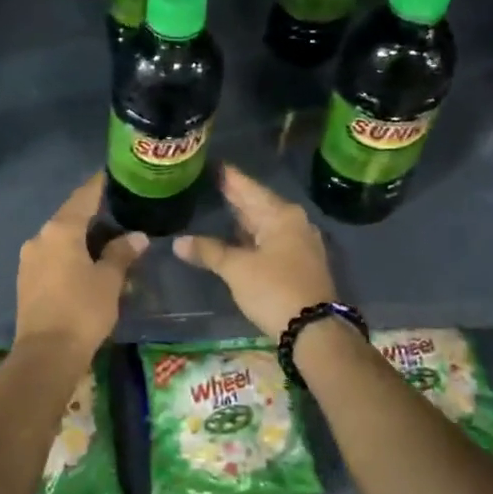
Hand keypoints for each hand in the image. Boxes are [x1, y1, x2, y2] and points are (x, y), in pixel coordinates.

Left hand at [14, 172, 148, 354]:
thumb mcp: (109, 280)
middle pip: (69, 217)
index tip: (113, 174)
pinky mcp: (26, 280)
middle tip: (118, 212)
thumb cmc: (82, 310)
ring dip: (81, 238)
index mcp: (60, 230)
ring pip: (60, 239)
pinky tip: (86, 264)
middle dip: (93, 214)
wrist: (45, 354)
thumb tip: (136, 236)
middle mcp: (40, 238)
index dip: (98, 185)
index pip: (83, 197)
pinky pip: (52, 257)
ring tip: (107, 240)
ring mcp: (29, 259)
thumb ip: (121, 254)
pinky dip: (70, 255)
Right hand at [175, 164, 336, 340]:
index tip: (214, 163)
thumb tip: (178, 242)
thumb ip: (209, 251)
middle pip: (259, 204)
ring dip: (244, 219)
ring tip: (220, 206)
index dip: (230, 178)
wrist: (314, 330)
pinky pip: (271, 240)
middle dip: (236, 196)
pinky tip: (237, 238)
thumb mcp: (237, 269)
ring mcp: (300, 244)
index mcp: (281, 216)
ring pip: (266, 224)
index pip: (249, 188)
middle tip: (212, 182)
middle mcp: (295, 223)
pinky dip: (252, 237)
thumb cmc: (274, 290)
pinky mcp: (300, 264)